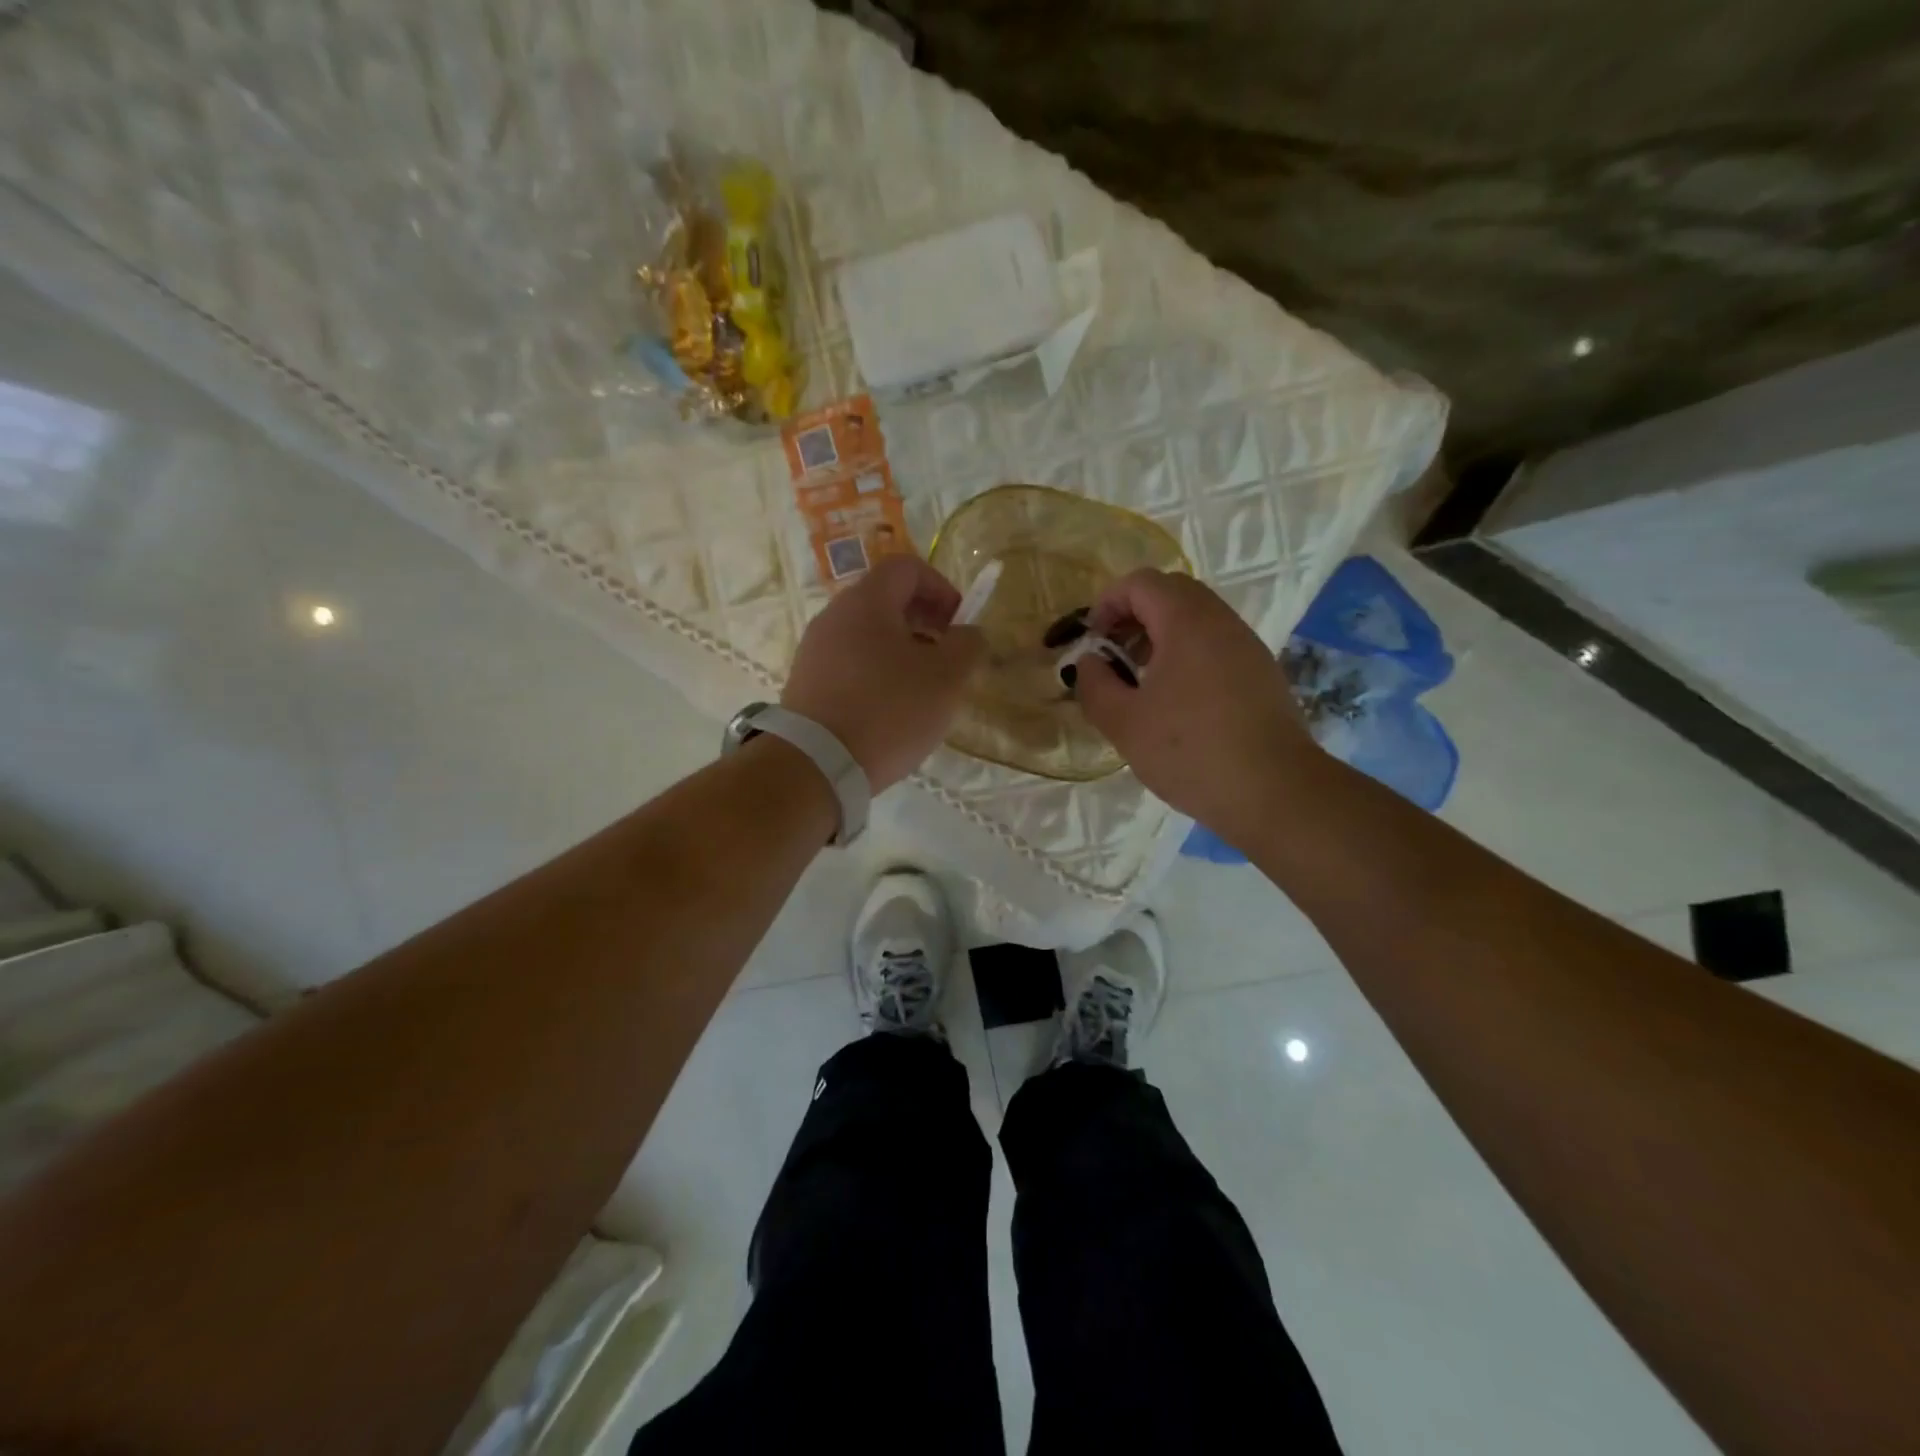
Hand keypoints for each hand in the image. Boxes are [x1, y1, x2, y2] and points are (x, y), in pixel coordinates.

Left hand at [781, 555, 985, 792]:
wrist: (815, 765)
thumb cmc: (888, 711)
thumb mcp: (948, 678)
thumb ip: (968, 645)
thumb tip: (968, 634)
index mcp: (866, 601)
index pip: (907, 567)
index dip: (941, 587)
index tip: (958, 625)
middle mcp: (834, 616)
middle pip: (885, 600)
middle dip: (924, 622)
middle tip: (946, 658)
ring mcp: (814, 650)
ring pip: (867, 635)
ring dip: (901, 651)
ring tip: (921, 690)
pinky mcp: (805, 683)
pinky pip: (849, 664)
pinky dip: (875, 674)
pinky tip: (889, 711)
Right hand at [1075, 570, 1314, 844]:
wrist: (1274, 791)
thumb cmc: (1190, 752)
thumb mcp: (1124, 723)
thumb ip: (1095, 684)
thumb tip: (1090, 662)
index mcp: (1187, 622)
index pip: (1141, 583)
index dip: (1107, 603)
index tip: (1092, 641)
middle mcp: (1221, 621)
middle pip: (1171, 593)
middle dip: (1133, 616)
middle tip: (1114, 656)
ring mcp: (1247, 646)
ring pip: (1196, 618)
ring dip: (1160, 636)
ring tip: (1140, 681)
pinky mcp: (1261, 673)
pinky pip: (1215, 644)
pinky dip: (1187, 654)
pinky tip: (1176, 701)